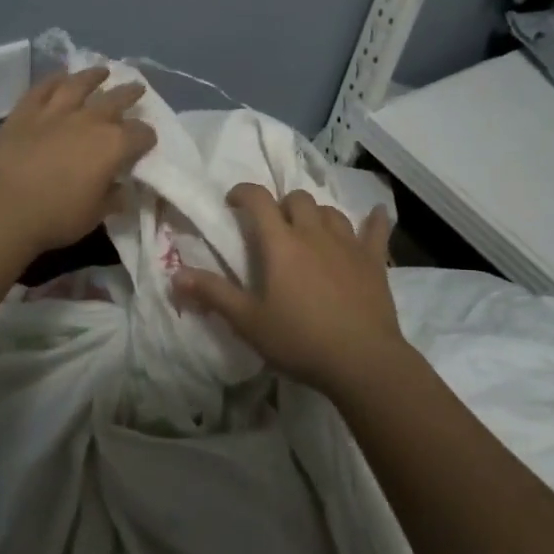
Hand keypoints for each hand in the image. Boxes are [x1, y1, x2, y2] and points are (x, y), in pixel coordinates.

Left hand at [0, 66, 157, 257]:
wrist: (6, 207)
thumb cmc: (57, 216)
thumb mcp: (96, 214)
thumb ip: (112, 198)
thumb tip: (121, 189)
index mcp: (114, 145)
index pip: (141, 134)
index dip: (147, 137)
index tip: (147, 141)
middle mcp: (90, 120)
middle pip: (117, 99)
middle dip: (130, 94)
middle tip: (137, 89)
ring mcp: (56, 111)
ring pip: (79, 84)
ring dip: (93, 76)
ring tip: (102, 71)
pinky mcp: (26, 111)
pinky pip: (43, 88)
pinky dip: (54, 80)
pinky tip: (61, 76)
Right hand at [173, 185, 401, 394]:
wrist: (362, 360)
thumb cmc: (300, 340)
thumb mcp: (248, 322)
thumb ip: (213, 294)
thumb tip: (175, 276)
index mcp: (280, 243)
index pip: (259, 199)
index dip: (243, 192)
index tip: (233, 202)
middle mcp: (313, 233)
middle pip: (297, 198)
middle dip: (282, 205)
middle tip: (273, 227)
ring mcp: (347, 244)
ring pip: (330, 211)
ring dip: (316, 214)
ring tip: (309, 231)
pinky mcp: (374, 260)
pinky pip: (376, 230)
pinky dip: (374, 221)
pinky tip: (377, 214)